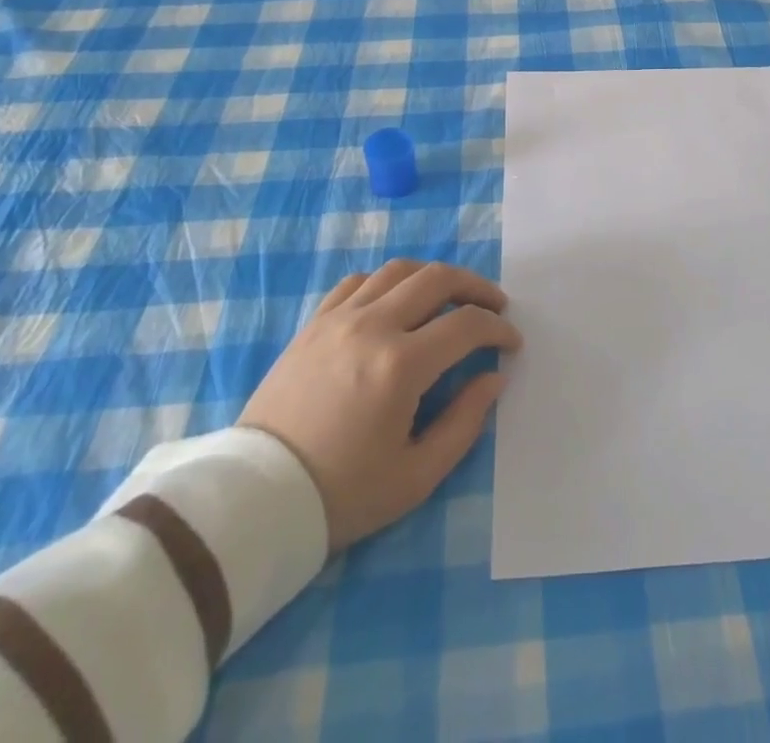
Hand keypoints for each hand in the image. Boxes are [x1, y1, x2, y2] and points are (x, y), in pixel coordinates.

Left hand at [238, 259, 521, 548]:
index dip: (497, 329)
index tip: (511, 343)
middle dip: (476, 287)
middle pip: (437, 279)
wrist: (258, 499)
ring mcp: (339, 319)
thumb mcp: (416, 476)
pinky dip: (388, 282)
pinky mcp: (314, 323)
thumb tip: (493, 378)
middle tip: (493, 306)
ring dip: (434, 277)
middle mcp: (372, 326)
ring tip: (449, 298)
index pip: (466, 325)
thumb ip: (465, 422)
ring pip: (398, 270)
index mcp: (401, 366)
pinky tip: (396, 302)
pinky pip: (358, 282)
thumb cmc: (342, 494)